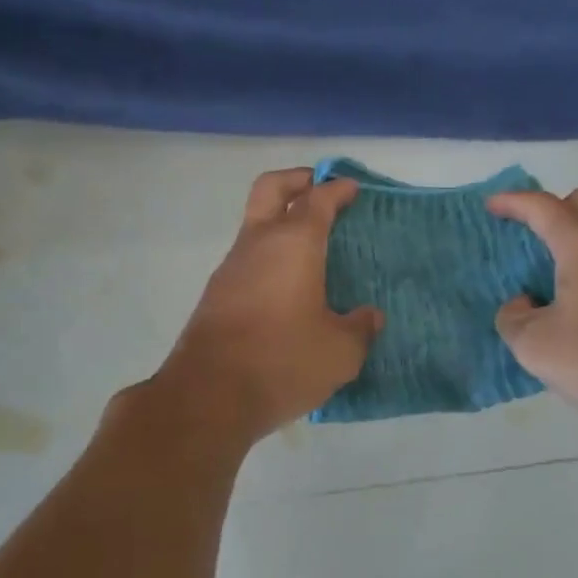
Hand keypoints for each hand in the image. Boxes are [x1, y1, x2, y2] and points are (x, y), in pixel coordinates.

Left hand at [155, 168, 381, 443]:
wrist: (208, 396)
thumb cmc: (283, 361)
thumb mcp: (340, 352)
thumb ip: (360, 328)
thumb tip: (369, 316)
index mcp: (294, 243)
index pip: (317, 199)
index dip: (337, 189)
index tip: (352, 188)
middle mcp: (258, 243)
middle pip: (271, 189)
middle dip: (296, 181)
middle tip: (319, 189)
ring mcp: (231, 267)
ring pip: (255, 224)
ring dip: (280, 222)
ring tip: (311, 248)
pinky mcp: (216, 294)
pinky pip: (248, 258)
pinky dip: (269, 256)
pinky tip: (288, 287)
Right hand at [486, 184, 577, 434]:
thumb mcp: (535, 346)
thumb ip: (513, 318)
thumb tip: (523, 305)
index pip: (543, 207)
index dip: (513, 202)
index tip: (490, 207)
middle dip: (555, 208)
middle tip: (530, 237)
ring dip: (571, 242)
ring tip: (542, 278)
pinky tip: (569, 306)